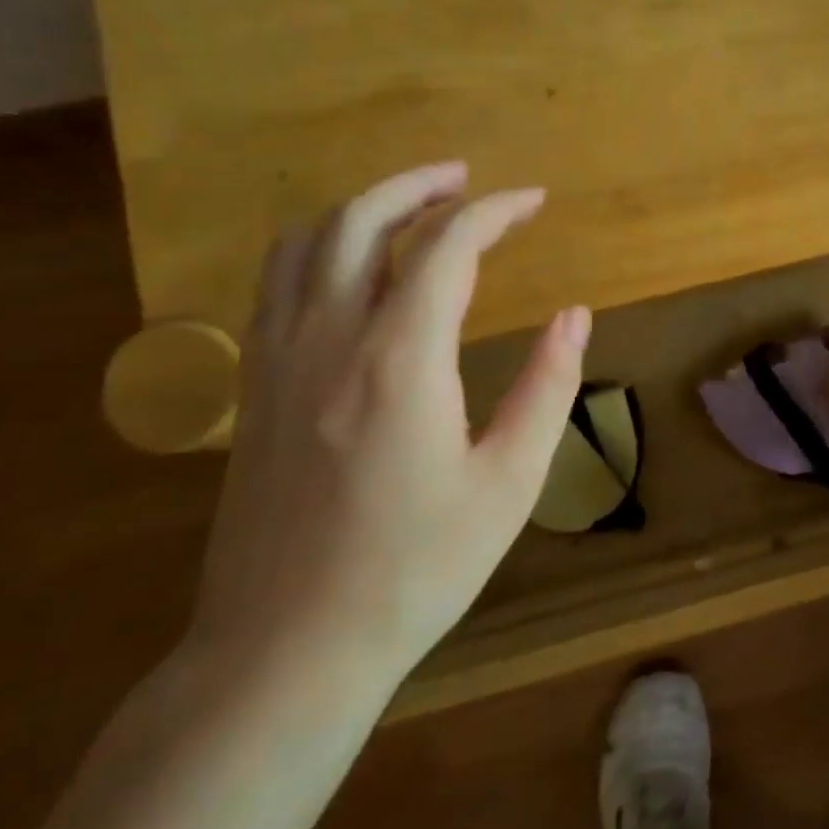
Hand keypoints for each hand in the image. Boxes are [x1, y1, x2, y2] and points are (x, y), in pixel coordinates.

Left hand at [189, 163, 589, 694]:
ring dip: (364, 208)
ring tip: (414, 206)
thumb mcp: (509, 482)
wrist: (288, 648)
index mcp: (400, 360)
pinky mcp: (253, 390)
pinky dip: (319, 248)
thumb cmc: (416, 569)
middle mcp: (329, 340)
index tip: (534, 201)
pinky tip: (353, 269)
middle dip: (419, 186)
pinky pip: (277, 284)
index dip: (495, 212)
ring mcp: (277, 361)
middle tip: (469, 180)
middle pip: (362, 221)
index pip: (448, 248)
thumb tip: (575, 315)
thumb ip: (546, 387)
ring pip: (306, 243)